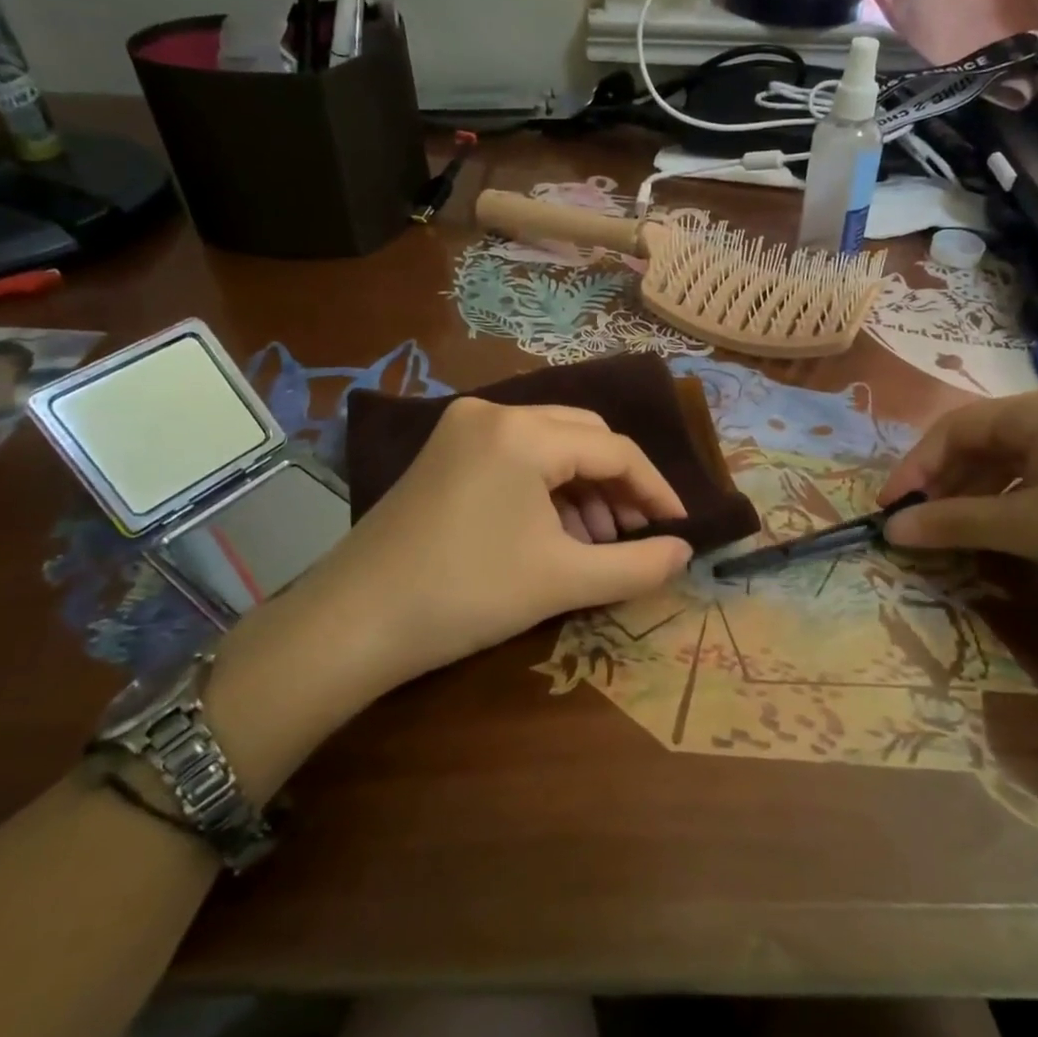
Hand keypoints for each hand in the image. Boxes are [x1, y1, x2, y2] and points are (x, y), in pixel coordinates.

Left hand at [310, 400, 692, 684]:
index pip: (614, 450)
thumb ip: (636, 565)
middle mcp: (493, 412)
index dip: (654, 489)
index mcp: (523, 432)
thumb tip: (685, 553)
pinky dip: (546, 489)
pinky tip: (554, 533)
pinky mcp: (445, 452)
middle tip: (635, 535)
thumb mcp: (562, 581)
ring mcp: (462, 429)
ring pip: (551, 445)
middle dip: (617, 485)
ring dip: (583, 489)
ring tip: (595, 544)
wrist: (352, 623)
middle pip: (583, 436)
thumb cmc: (465, 595)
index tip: (679, 528)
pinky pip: (517, 457)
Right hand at [879, 384, 1037, 636]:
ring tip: (957, 531)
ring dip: (978, 493)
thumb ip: (952, 522)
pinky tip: (1007, 530)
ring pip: (1014, 459)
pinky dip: (1014, 500)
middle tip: (921, 523)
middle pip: (984, 440)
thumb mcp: (1028, 528)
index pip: (956, 427)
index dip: (915, 467)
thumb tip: (892, 528)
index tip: (891, 508)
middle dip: (946, 481)